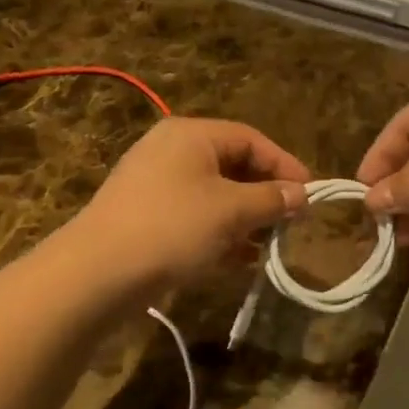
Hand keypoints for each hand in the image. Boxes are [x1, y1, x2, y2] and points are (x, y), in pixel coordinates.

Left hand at [70, 118, 309, 289]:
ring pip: (213, 195)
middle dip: (264, 195)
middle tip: (291, 223)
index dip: (284, 165)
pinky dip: (218, 234)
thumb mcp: (231, 211)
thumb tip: (302, 194)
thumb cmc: (172, 228)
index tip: (311, 195)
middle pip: (231, 166)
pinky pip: (193, 218)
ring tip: (269, 246)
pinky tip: (238, 261)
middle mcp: (170, 151)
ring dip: (244, 219)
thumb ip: (271, 199)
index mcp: (190, 135)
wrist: (97, 273)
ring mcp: (154, 185)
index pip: (250, 139)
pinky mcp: (145, 218)